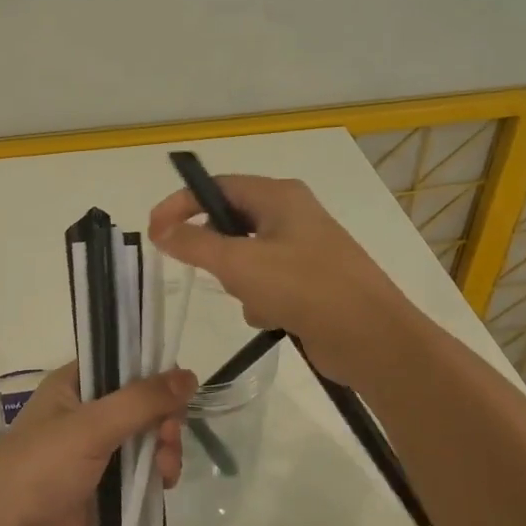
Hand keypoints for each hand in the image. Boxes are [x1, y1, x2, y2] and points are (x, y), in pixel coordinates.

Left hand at [0, 364, 195, 525]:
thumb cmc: (41, 468)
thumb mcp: (92, 426)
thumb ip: (142, 400)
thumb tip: (190, 375)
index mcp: (74, 384)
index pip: (124, 363)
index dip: (154, 374)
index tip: (177, 393)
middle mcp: (87, 411)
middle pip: (143, 403)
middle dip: (163, 420)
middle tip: (167, 438)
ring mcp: (96, 449)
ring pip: (147, 437)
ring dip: (164, 449)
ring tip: (164, 471)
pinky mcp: (105, 484)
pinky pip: (143, 469)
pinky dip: (157, 473)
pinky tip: (162, 484)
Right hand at [148, 174, 420, 384]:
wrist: (372, 338)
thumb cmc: (304, 288)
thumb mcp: (240, 263)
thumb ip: (195, 244)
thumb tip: (161, 230)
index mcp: (280, 196)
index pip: (217, 187)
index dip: (181, 204)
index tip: (153, 231)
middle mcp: (292, 215)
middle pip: (231, 223)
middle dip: (217, 253)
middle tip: (208, 273)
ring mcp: (304, 250)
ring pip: (246, 258)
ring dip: (240, 282)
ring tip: (256, 300)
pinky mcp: (309, 283)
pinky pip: (266, 283)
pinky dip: (261, 300)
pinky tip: (274, 318)